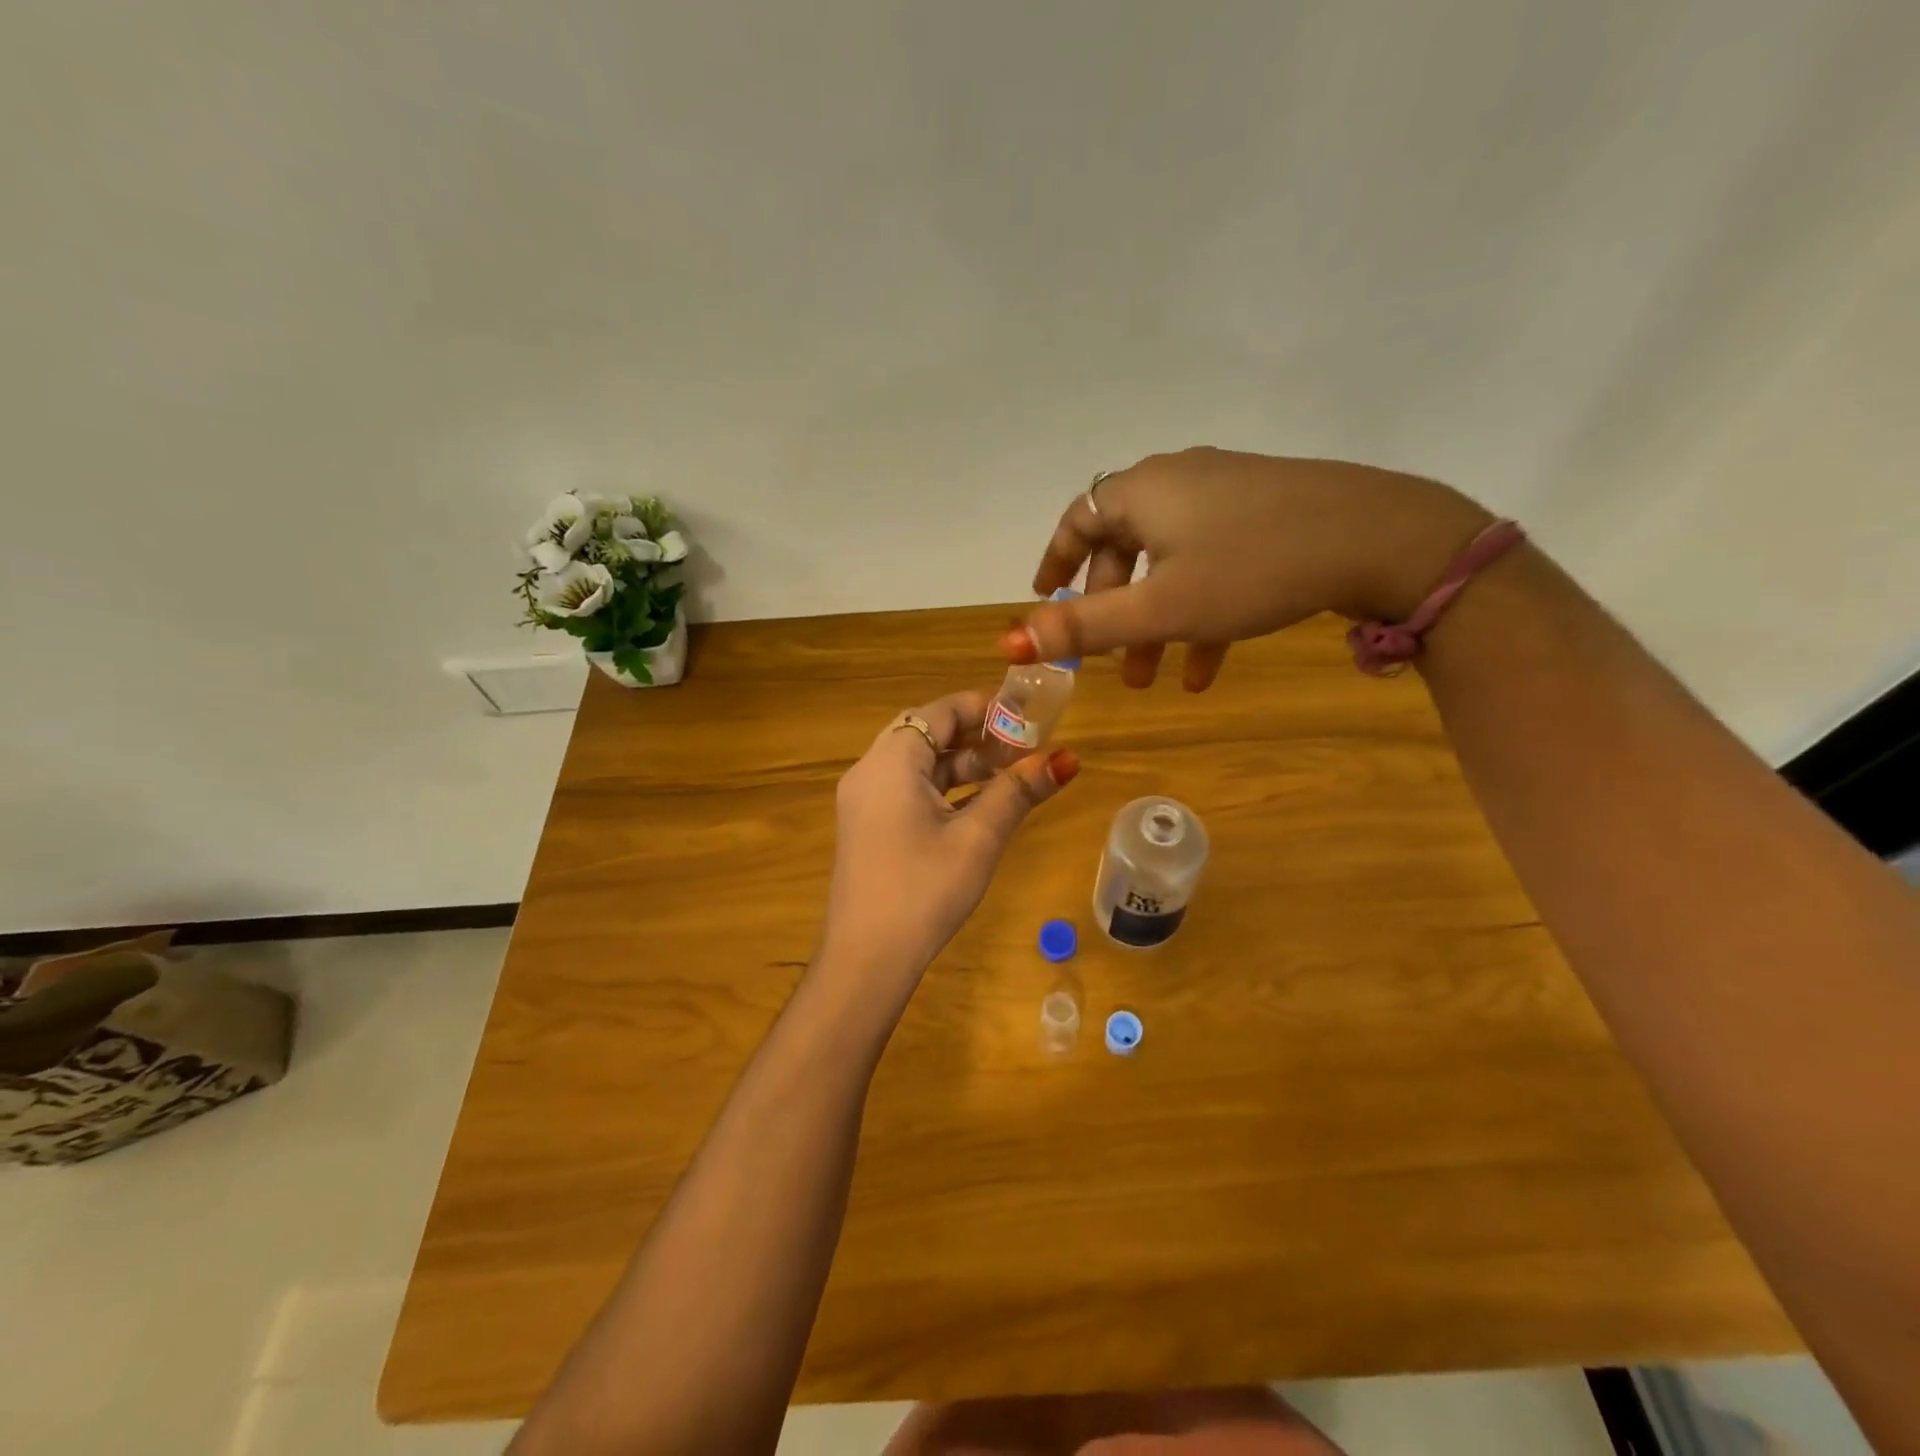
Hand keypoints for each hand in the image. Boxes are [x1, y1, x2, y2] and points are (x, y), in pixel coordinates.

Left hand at [819, 692, 1078, 989]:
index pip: (939, 711)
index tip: (1026, 714)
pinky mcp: (868, 826)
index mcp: (891, 761)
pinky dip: (944, 788)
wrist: (866, 959)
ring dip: (963, 764)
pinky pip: (908, 789)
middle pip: (927, 733)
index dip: (984, 707)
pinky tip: (981, 803)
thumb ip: (1018, 791)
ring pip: (919, 764)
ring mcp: (865, 800)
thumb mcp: (978, 838)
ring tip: (1012, 773)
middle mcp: (870, 770)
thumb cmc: (924, 890)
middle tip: (1024, 744)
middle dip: (977, 735)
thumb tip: (1066, 758)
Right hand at [1004, 448, 1493, 689]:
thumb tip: (1008, 639)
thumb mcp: (1160, 608)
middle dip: (1113, 610)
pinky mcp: (1265, 512)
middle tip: (1110, 660)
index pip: (1079, 519)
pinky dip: (1199, 611)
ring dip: (1156, 622)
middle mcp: (1178, 481)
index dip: (1056, 562)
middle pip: (1124, 547)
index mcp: (1143, 491)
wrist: (1378, 538)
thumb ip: (1084, 627)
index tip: (1044, 599)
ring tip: (1155, 679)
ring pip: (1170, 563)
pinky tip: (1208, 669)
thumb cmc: (1251, 569)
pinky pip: (1212, 562)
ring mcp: (1225, 493)